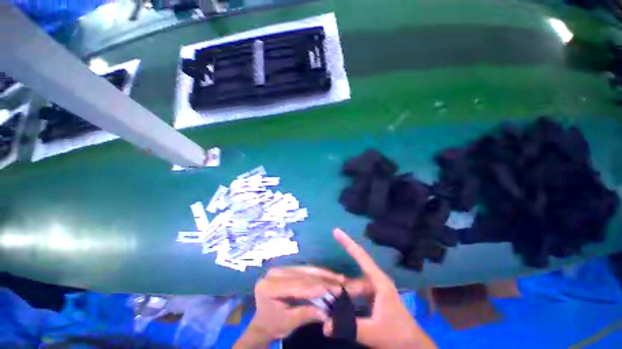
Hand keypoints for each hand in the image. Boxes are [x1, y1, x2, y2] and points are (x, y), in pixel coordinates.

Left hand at [234, 266, 344, 348]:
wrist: (264, 321)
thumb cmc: (274, 324)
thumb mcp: (289, 322)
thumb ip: (307, 314)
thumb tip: (328, 313)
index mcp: (268, 286)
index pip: (294, 285)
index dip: (313, 287)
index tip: (331, 288)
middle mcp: (274, 273)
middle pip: (302, 274)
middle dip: (322, 279)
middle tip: (340, 282)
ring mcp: (281, 268)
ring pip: (306, 269)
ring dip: (324, 274)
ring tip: (340, 277)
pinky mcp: (288, 268)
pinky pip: (305, 269)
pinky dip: (319, 273)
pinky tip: (330, 275)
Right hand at [325, 228, 436, 348]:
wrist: (414, 347)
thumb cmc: (398, 336)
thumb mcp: (373, 332)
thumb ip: (348, 327)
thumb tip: (324, 325)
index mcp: (378, 281)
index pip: (361, 256)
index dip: (347, 242)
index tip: (336, 231)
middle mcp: (375, 281)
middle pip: (352, 277)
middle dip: (337, 281)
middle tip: (320, 285)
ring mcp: (374, 290)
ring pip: (352, 287)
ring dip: (340, 293)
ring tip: (325, 298)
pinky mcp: (373, 299)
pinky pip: (355, 295)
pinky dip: (346, 299)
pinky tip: (337, 305)